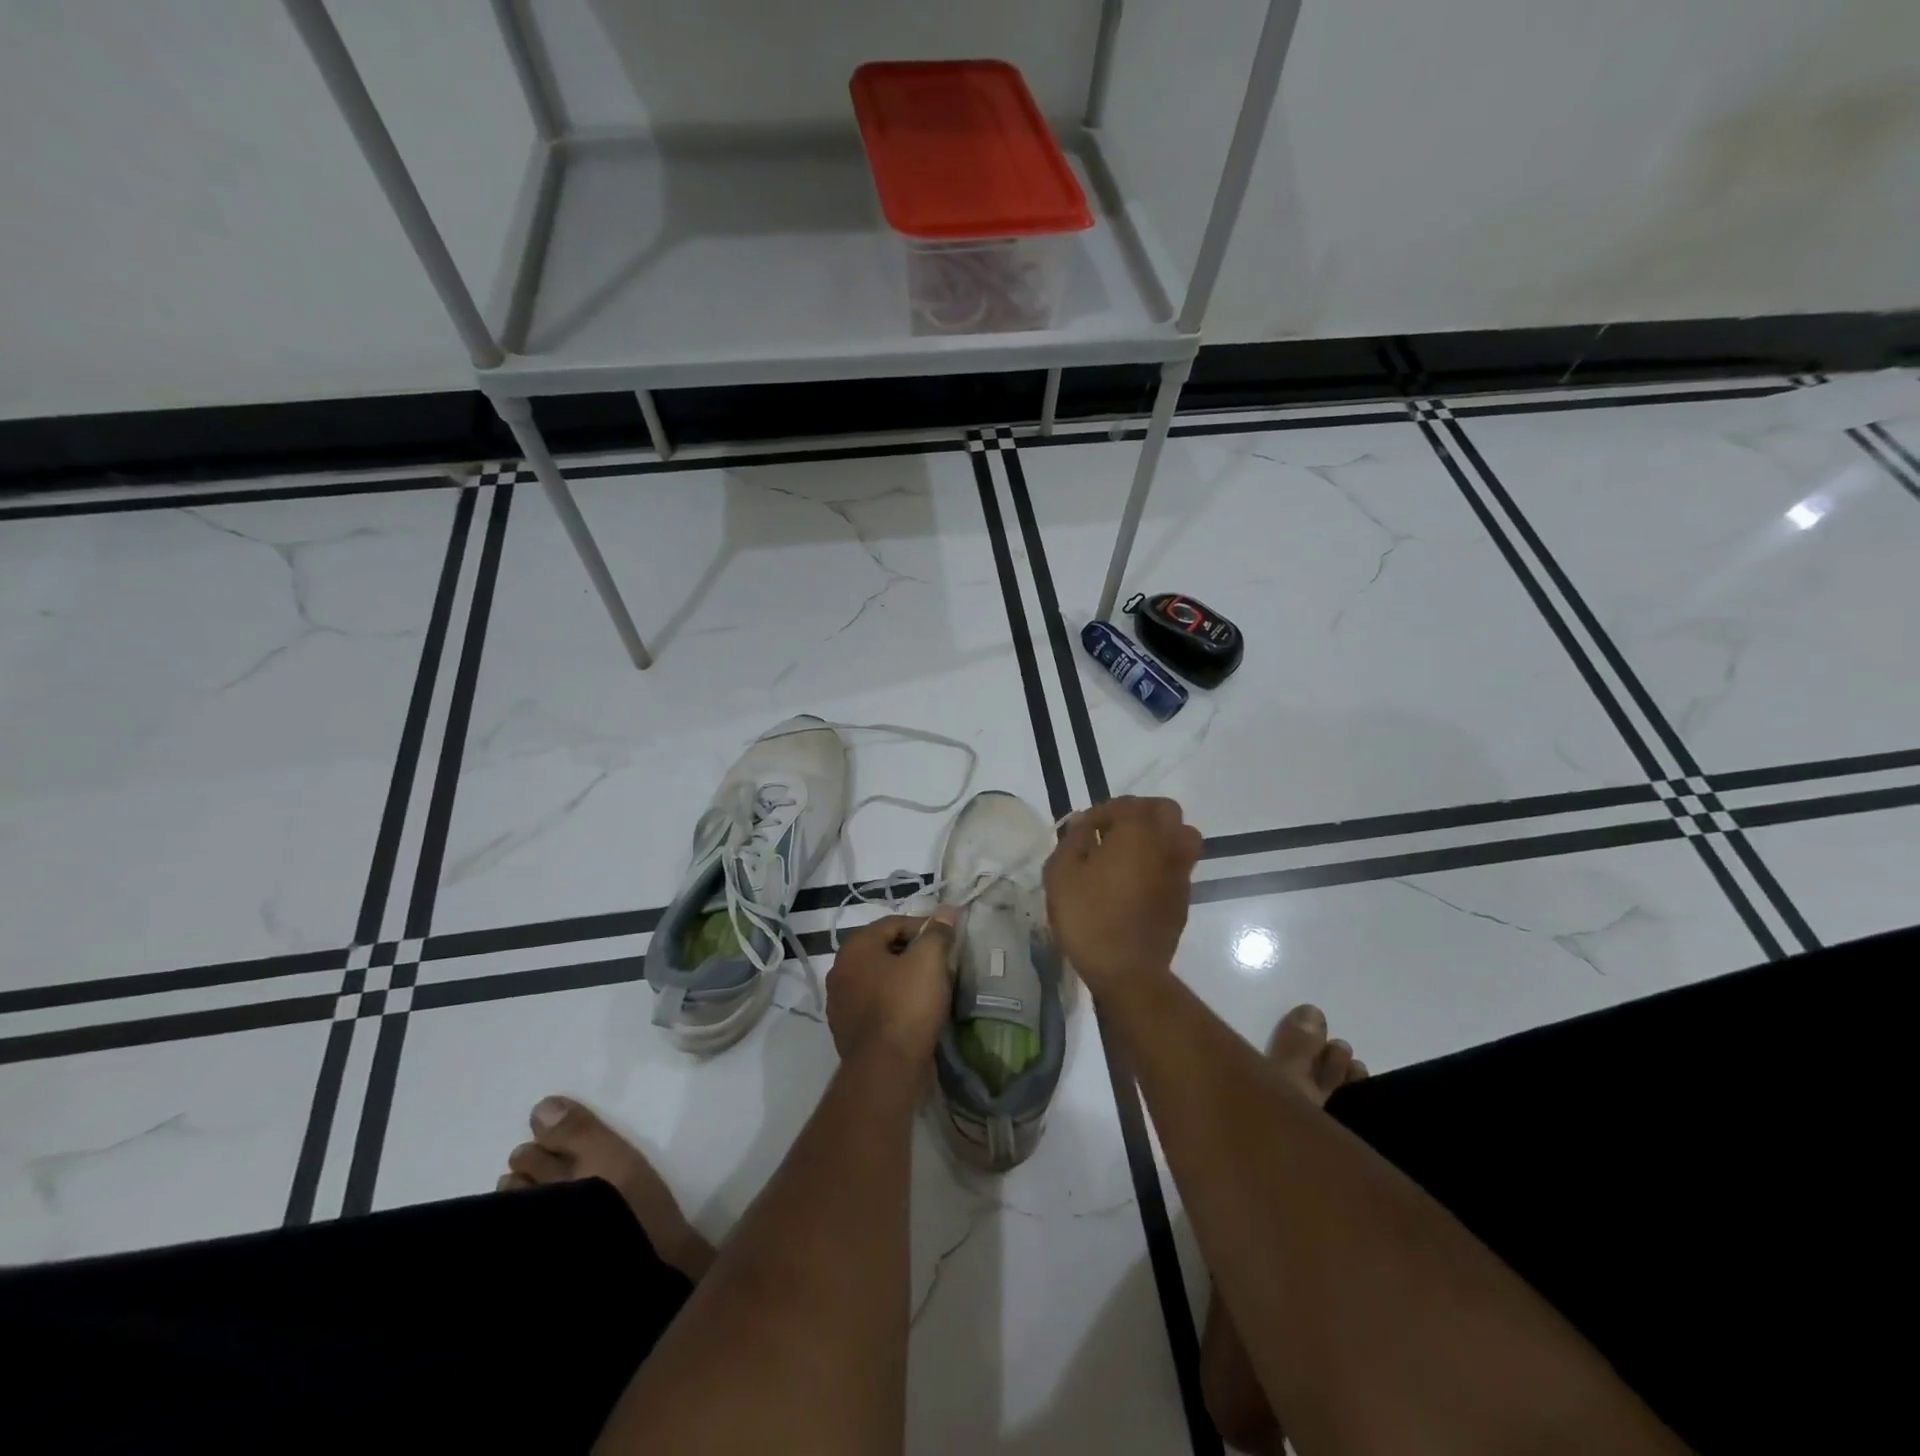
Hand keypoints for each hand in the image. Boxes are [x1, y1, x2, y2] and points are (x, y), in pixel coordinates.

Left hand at [826, 908, 959, 1064]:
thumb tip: (946, 910)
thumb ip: (937, 932)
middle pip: (883, 950)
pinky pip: (874, 1005)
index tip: (946, 941)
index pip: (893, 923)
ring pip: (878, 979)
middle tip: (941, 964)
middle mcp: (840, 970)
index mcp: (855, 947)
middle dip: (913, 953)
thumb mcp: (929, 960)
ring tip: (930, 989)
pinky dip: (893, 1003)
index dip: (923, 927)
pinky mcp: (846, 1030)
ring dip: (902, 979)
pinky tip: (913, 1014)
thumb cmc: (907, 1005)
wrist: (886, 1069)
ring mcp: (839, 1003)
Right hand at [1044, 796, 1202, 997]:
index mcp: (1137, 833)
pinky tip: (1136, 881)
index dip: (1102, 812)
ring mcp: (1180, 873)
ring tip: (1130, 852)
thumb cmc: (1088, 917)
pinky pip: (1178, 865)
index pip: (1126, 804)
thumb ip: (1073, 840)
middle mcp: (1166, 845)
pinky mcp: (1183, 898)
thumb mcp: (1061, 874)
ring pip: (1182, 836)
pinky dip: (1162, 862)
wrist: (1126, 971)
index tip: (1083, 830)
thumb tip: (1083, 823)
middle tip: (1113, 830)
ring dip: (1158, 835)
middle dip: (1139, 813)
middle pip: (1165, 811)